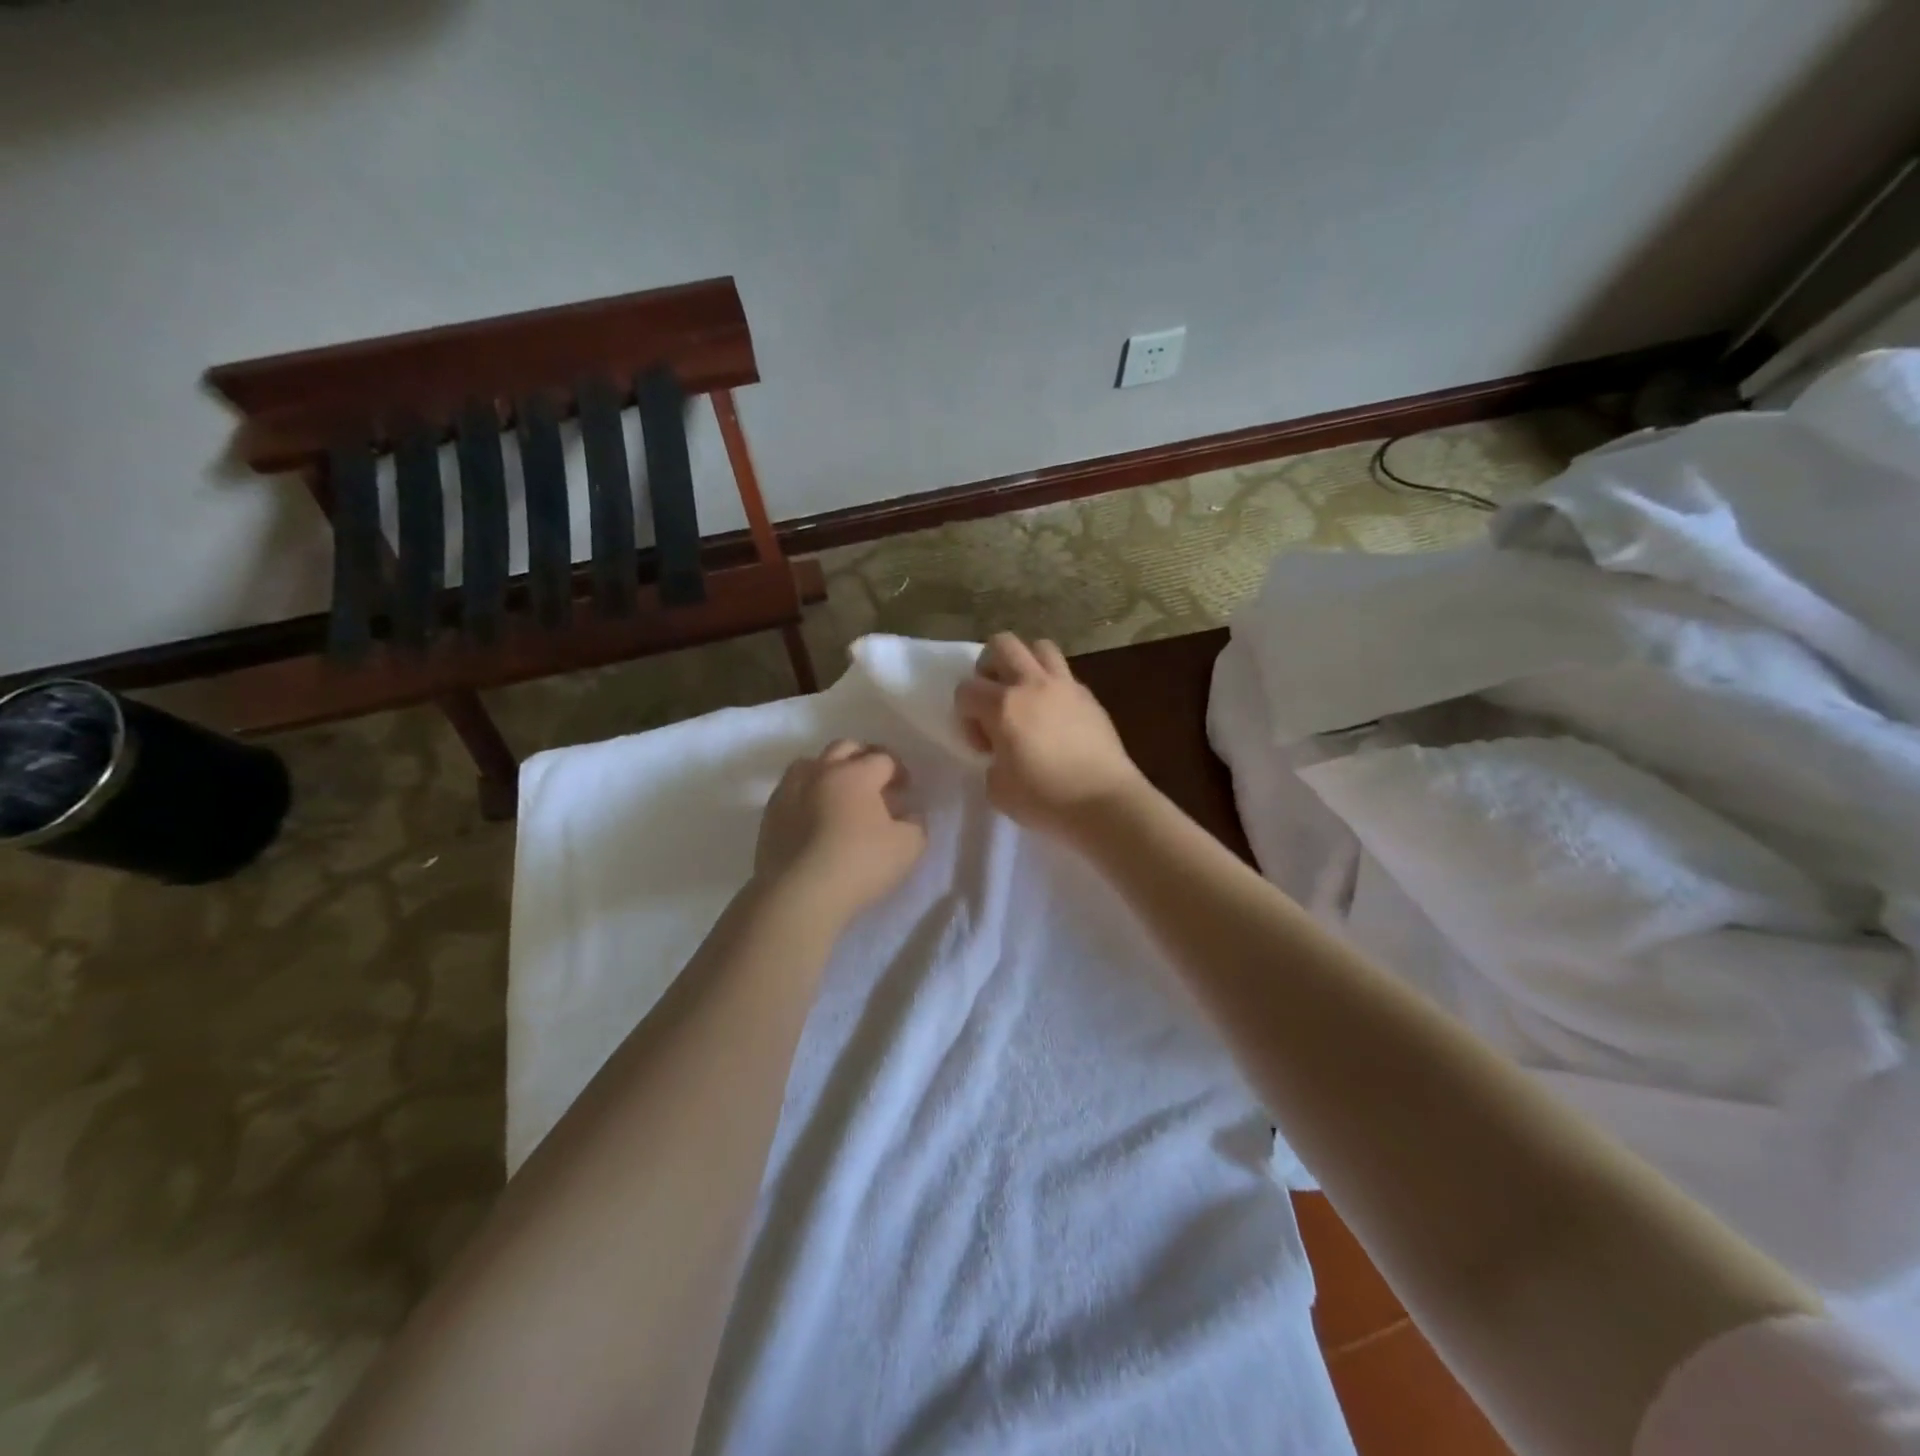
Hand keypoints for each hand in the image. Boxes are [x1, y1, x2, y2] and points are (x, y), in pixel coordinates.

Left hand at [753, 740, 926, 931]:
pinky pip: (791, 790)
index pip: (884, 758)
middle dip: (864, 758)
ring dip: (829, 770)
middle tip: (876, 782)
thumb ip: (915, 824)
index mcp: (856, 774)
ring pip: (811, 764)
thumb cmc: (859, 865)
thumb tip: (908, 814)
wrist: (798, 895)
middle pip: (845, 748)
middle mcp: (821, 772)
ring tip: (839, 794)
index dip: (900, 771)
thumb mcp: (908, 847)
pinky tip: (814, 816)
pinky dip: (806, 794)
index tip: (906, 790)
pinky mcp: (770, 814)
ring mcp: (790, 790)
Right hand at [954, 633, 1145, 838]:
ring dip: (1024, 663)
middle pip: (1001, 644)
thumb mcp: (997, 789)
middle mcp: (1032, 684)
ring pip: (1038, 646)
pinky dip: (1051, 685)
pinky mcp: (1089, 696)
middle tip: (994, 701)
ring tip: (1025, 695)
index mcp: (1003, 706)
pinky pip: (1064, 673)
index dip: (965, 716)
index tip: (984, 745)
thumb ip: (991, 759)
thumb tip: (1002, 750)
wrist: (1104, 803)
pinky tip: (1054, 715)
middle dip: (988, 667)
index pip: (966, 689)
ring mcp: (1065, 686)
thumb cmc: (1045, 800)